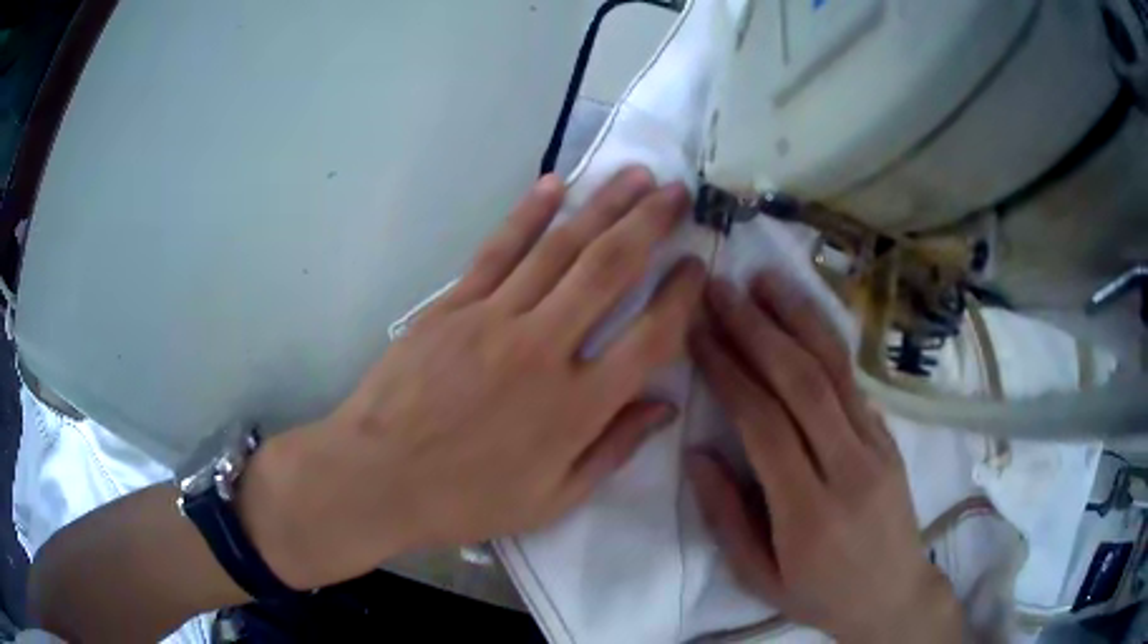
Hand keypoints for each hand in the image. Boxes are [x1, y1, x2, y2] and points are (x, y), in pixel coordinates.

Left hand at [242, 168, 705, 589]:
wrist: (378, 477)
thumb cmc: (467, 498)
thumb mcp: (553, 499)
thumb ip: (613, 450)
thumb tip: (665, 406)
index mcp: (577, 407)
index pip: (651, 336)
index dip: (683, 296)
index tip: (698, 265)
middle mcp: (544, 349)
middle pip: (609, 269)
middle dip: (650, 224)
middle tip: (678, 192)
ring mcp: (493, 319)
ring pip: (560, 248)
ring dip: (603, 205)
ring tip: (636, 175)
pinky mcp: (452, 305)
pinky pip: (498, 250)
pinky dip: (528, 214)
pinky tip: (555, 183)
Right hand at [687, 274, 964, 642]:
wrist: (894, 595)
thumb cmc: (820, 595)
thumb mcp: (758, 578)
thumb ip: (726, 517)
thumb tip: (696, 453)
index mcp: (808, 513)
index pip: (765, 425)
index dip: (728, 372)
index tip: (698, 333)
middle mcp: (849, 468)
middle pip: (802, 384)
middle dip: (757, 329)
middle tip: (721, 289)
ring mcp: (877, 447)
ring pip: (836, 370)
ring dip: (798, 318)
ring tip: (765, 280)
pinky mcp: (890, 437)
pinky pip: (855, 381)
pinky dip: (827, 341)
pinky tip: (804, 315)